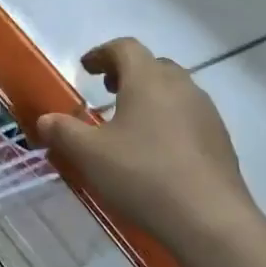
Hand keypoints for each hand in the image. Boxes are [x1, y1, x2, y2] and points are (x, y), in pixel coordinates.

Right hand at [37, 38, 256, 253]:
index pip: (125, 48)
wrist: (209, 219)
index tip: (85, 68)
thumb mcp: (89, 154)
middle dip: (127, 73)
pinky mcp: (220, 140)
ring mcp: (206, 113)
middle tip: (106, 92)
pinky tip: (156, 152)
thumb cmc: (143, 175)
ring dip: (149, 97)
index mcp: (148, 80)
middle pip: (153, 66)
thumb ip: (63, 131)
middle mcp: (181, 87)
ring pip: (174, 91)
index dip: (102, 53)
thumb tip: (45, 119)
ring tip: (129, 123)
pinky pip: (188, 117)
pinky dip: (167, 121)